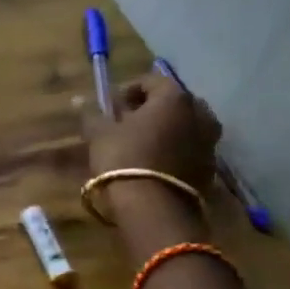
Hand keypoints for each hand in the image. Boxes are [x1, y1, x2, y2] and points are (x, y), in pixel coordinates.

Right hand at [79, 72, 222, 191]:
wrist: (154, 207)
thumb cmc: (124, 158)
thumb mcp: (99, 134)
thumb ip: (92, 113)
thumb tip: (79, 99)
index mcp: (174, 98)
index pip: (152, 81)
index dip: (129, 90)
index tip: (112, 106)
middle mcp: (199, 114)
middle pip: (174, 102)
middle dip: (153, 108)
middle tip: (129, 122)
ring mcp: (210, 141)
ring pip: (186, 125)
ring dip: (167, 129)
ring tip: (143, 143)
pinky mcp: (210, 167)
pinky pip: (191, 148)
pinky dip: (176, 149)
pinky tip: (156, 162)